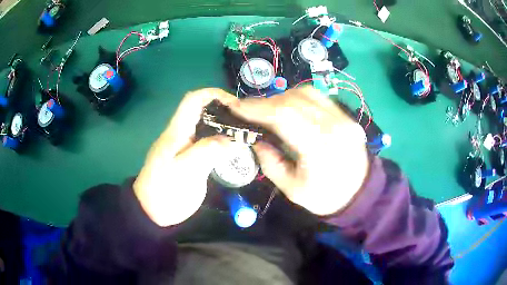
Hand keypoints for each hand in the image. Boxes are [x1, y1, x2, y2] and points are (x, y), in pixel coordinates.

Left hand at [133, 88, 237, 226]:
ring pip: (210, 128)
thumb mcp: (184, 171)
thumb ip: (206, 152)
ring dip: (227, 127)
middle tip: (248, 121)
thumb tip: (232, 138)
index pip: (194, 100)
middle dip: (226, 110)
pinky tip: (238, 149)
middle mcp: (183, 134)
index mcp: (177, 131)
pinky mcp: (195, 160)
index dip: (214, 94)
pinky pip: (212, 144)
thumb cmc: (164, 190)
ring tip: (248, 133)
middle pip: (205, 111)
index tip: (236, 105)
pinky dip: (225, 142)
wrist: (154, 211)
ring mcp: (189, 147)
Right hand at [230, 87, 368, 215]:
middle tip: (247, 109)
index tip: (236, 107)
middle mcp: (334, 125)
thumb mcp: (292, 190)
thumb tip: (256, 139)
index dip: (257, 108)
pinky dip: (298, 97)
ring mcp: (343, 117)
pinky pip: (318, 96)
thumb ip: (270, 162)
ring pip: (306, 93)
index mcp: (320, 148)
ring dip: (281, 97)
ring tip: (267, 109)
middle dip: (265, 102)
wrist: (359, 194)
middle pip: (293, 100)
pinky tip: (289, 107)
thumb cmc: (325, 197)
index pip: (284, 116)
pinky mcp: (346, 116)